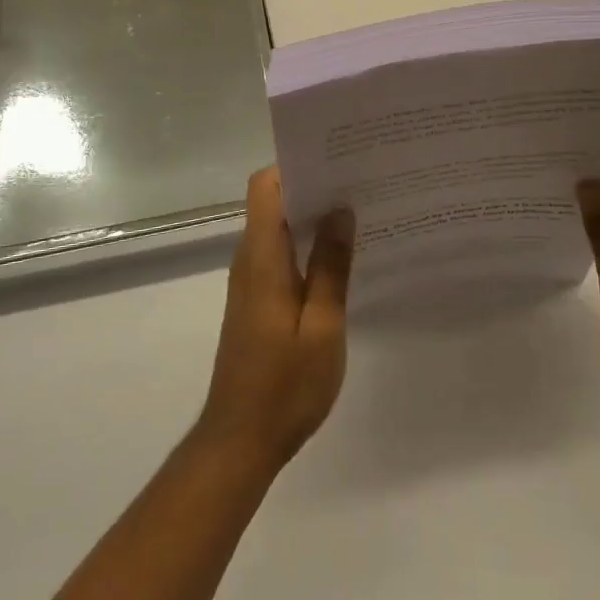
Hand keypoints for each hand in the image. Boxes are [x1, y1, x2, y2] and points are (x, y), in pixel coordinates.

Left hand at [194, 167, 354, 471]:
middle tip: (359, 181)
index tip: (335, 159)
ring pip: (277, 227)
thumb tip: (340, 210)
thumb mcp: (322, 327)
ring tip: (358, 211)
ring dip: (311, 216)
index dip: (295, 165)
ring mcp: (250, 279)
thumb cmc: (284, 385)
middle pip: (274, 201)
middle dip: (313, 185)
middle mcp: (249, 258)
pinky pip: (280, 253)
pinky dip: (306, 245)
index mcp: (262, 256)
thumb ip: (330, 266)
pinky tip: (340, 257)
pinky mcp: (256, 299)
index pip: (266, 185)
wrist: (240, 440)